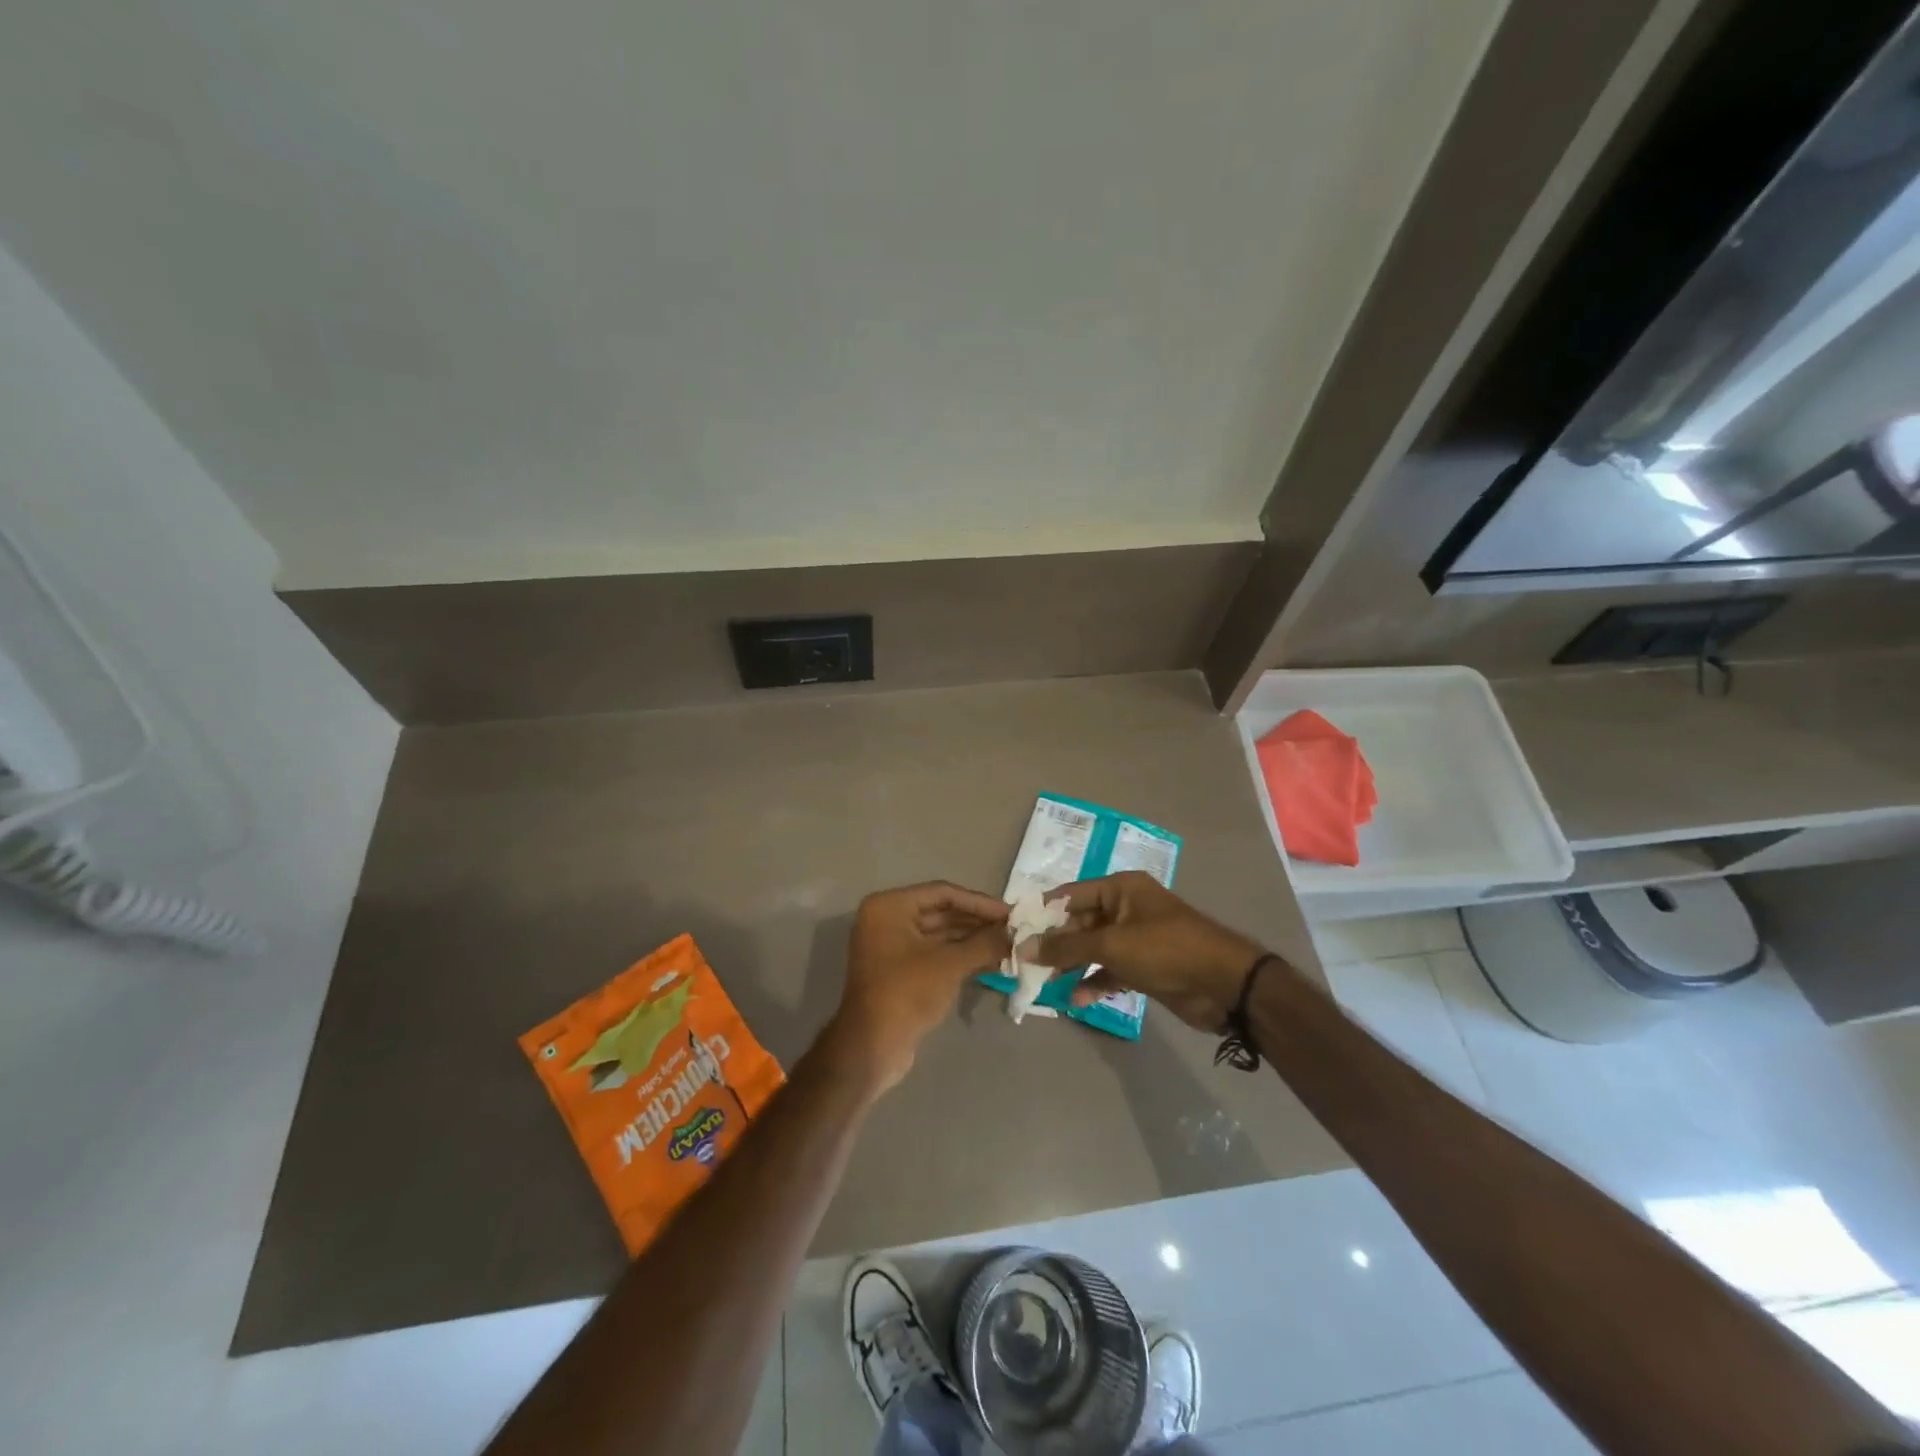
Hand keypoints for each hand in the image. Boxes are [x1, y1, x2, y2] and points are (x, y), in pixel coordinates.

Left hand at [826, 881, 1010, 1093]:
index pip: (942, 893)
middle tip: (1013, 930)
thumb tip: (1015, 934)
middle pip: (941, 912)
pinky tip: (990, 961)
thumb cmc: (907, 993)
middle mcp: (887, 919)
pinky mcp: (899, 971)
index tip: (1010, 913)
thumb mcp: (950, 964)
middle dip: (977, 922)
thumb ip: (984, 943)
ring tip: (1008, 946)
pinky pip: (934, 954)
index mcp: (890, 906)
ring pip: (940, 935)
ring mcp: (892, 946)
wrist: (872, 1048)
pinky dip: (960, 956)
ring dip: (972, 940)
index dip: (979, 903)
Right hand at [1029, 872, 1267, 1032]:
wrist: (1223, 984)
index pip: (1070, 895)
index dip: (1043, 913)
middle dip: (1056, 945)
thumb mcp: (1111, 945)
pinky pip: (1110, 970)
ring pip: (1093, 949)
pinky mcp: (1145, 967)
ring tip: (1046, 984)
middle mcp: (1126, 908)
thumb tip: (1025, 947)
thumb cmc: (1165, 949)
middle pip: (1080, 923)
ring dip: (1072, 966)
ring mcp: (1136, 939)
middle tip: (1027, 965)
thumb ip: (1066, 947)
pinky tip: (1076, 1000)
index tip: (1016, 932)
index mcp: (1120, 889)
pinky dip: (1094, 982)